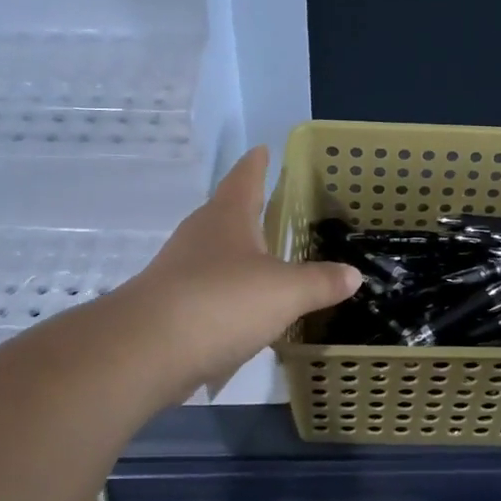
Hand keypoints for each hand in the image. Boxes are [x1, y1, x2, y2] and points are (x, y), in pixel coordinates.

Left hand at [123, 148, 361, 394]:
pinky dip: (228, 294)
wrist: (146, 350)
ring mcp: (179, 270)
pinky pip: (208, 290)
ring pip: (215, 253)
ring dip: (238, 255)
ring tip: (266, 261)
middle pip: (226, 212)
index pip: (245, 177)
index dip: (258, 163)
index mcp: (228, 217)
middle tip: (274, 208)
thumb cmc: (222, 302)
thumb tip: (353, 274)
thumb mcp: (286, 292)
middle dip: (249, 209)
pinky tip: (245, 311)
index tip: (264, 149)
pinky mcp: (170, 305)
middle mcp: (200, 235)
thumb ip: (321, 282)